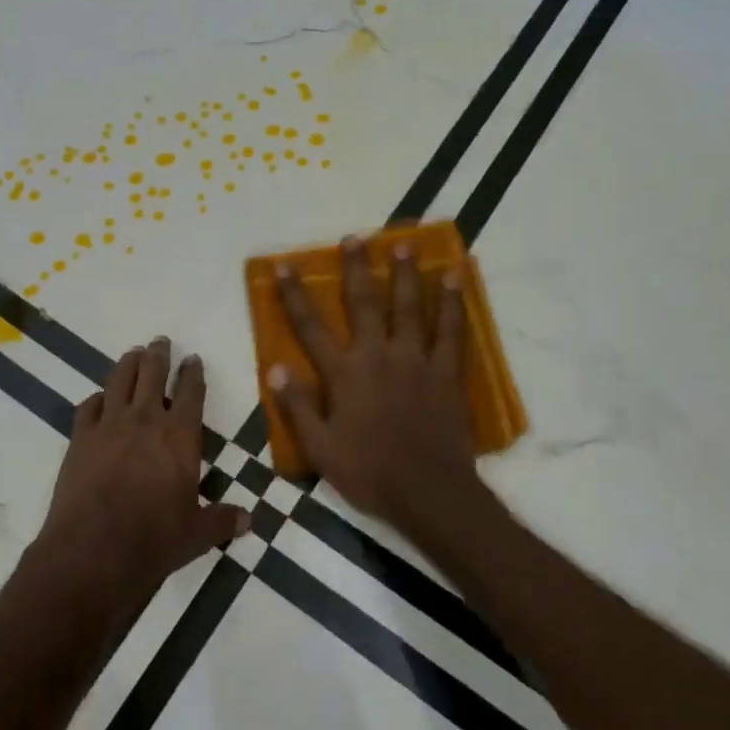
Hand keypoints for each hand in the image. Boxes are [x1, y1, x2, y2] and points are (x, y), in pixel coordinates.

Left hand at [32, 338, 248, 612]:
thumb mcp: (197, 534)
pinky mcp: (80, 439)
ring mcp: (109, 426)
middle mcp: (145, 421)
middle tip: (161, 341)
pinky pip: (88, 407)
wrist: (94, 551)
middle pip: (152, 375)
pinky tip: (99, 399)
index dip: (193, 373)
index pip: (191, 394)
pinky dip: (96, 398)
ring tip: (133, 353)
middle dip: (159, 355)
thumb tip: (248, 521)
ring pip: (119, 381)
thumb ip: (222, 521)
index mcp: (180, 437)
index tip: (193, 358)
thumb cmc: (154, 540)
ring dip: (128, 363)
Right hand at [270, 236, 477, 524]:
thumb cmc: (368, 472)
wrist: (429, 492)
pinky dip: (452, 303)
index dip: (295, 294)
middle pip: (364, 302)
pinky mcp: (446, 372)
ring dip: (405, 274)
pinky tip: (453, 279)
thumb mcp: (320, 447)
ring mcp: (416, 360)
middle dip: (356, 268)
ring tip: (404, 245)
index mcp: (344, 374)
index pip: (311, 326)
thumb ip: (298, 406)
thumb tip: (275, 368)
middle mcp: (377, 355)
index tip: (286, 265)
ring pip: (409, 307)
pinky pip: (450, 330)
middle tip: (355, 237)